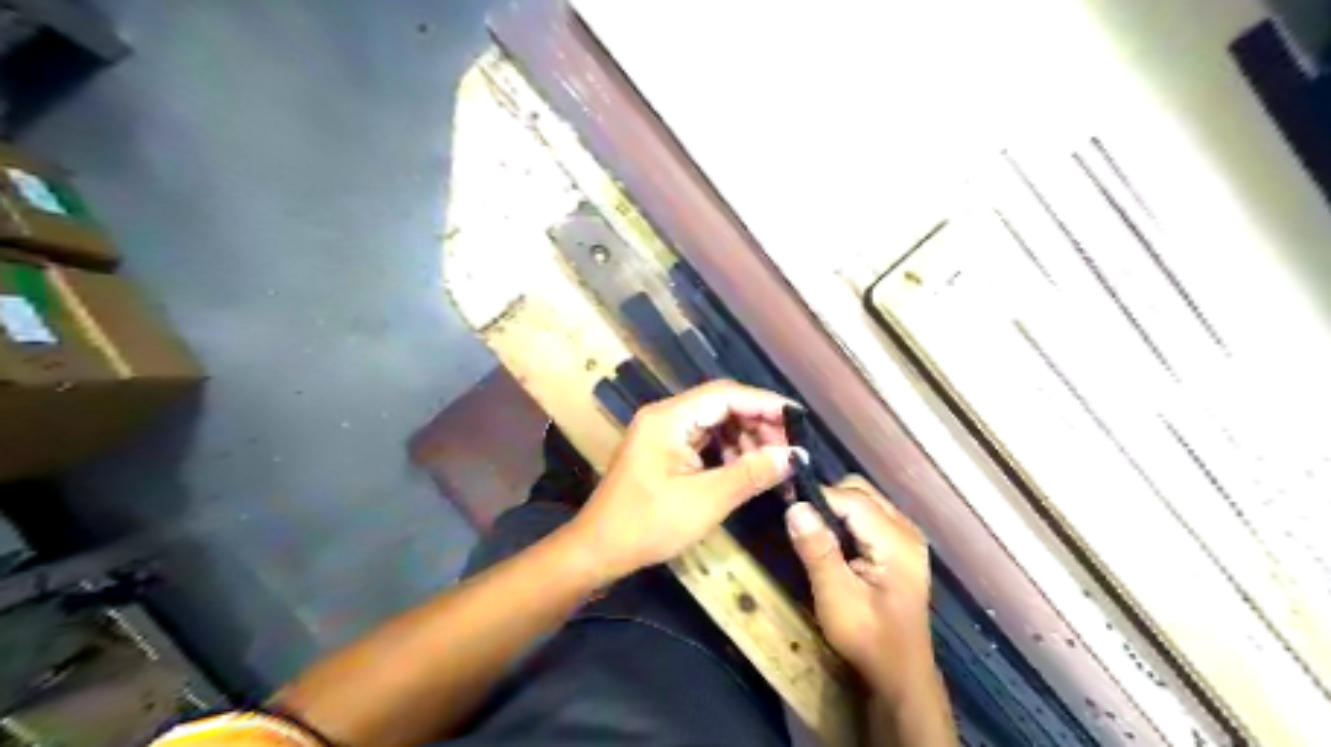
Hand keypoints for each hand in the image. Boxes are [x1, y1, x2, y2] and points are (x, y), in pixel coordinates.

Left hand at [573, 383, 799, 580]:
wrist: (598, 549)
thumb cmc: (648, 525)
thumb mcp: (706, 501)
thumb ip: (751, 473)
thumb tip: (795, 455)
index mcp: (669, 418)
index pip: (726, 395)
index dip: (765, 404)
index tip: (799, 421)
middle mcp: (665, 415)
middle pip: (721, 404)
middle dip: (758, 423)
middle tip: (789, 450)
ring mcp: (662, 432)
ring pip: (714, 421)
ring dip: (745, 438)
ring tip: (772, 462)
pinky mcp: (663, 449)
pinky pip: (703, 439)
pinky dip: (728, 450)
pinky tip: (746, 468)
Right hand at [783, 475, 928, 702]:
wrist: (901, 674)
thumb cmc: (869, 639)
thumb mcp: (836, 598)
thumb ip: (817, 550)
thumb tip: (795, 506)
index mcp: (897, 541)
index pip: (852, 498)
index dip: (818, 496)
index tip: (786, 503)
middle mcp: (907, 529)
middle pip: (861, 491)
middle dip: (827, 499)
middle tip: (798, 520)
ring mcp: (907, 536)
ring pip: (865, 498)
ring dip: (836, 508)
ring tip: (811, 529)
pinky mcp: (900, 545)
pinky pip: (870, 513)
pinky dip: (846, 518)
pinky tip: (832, 541)